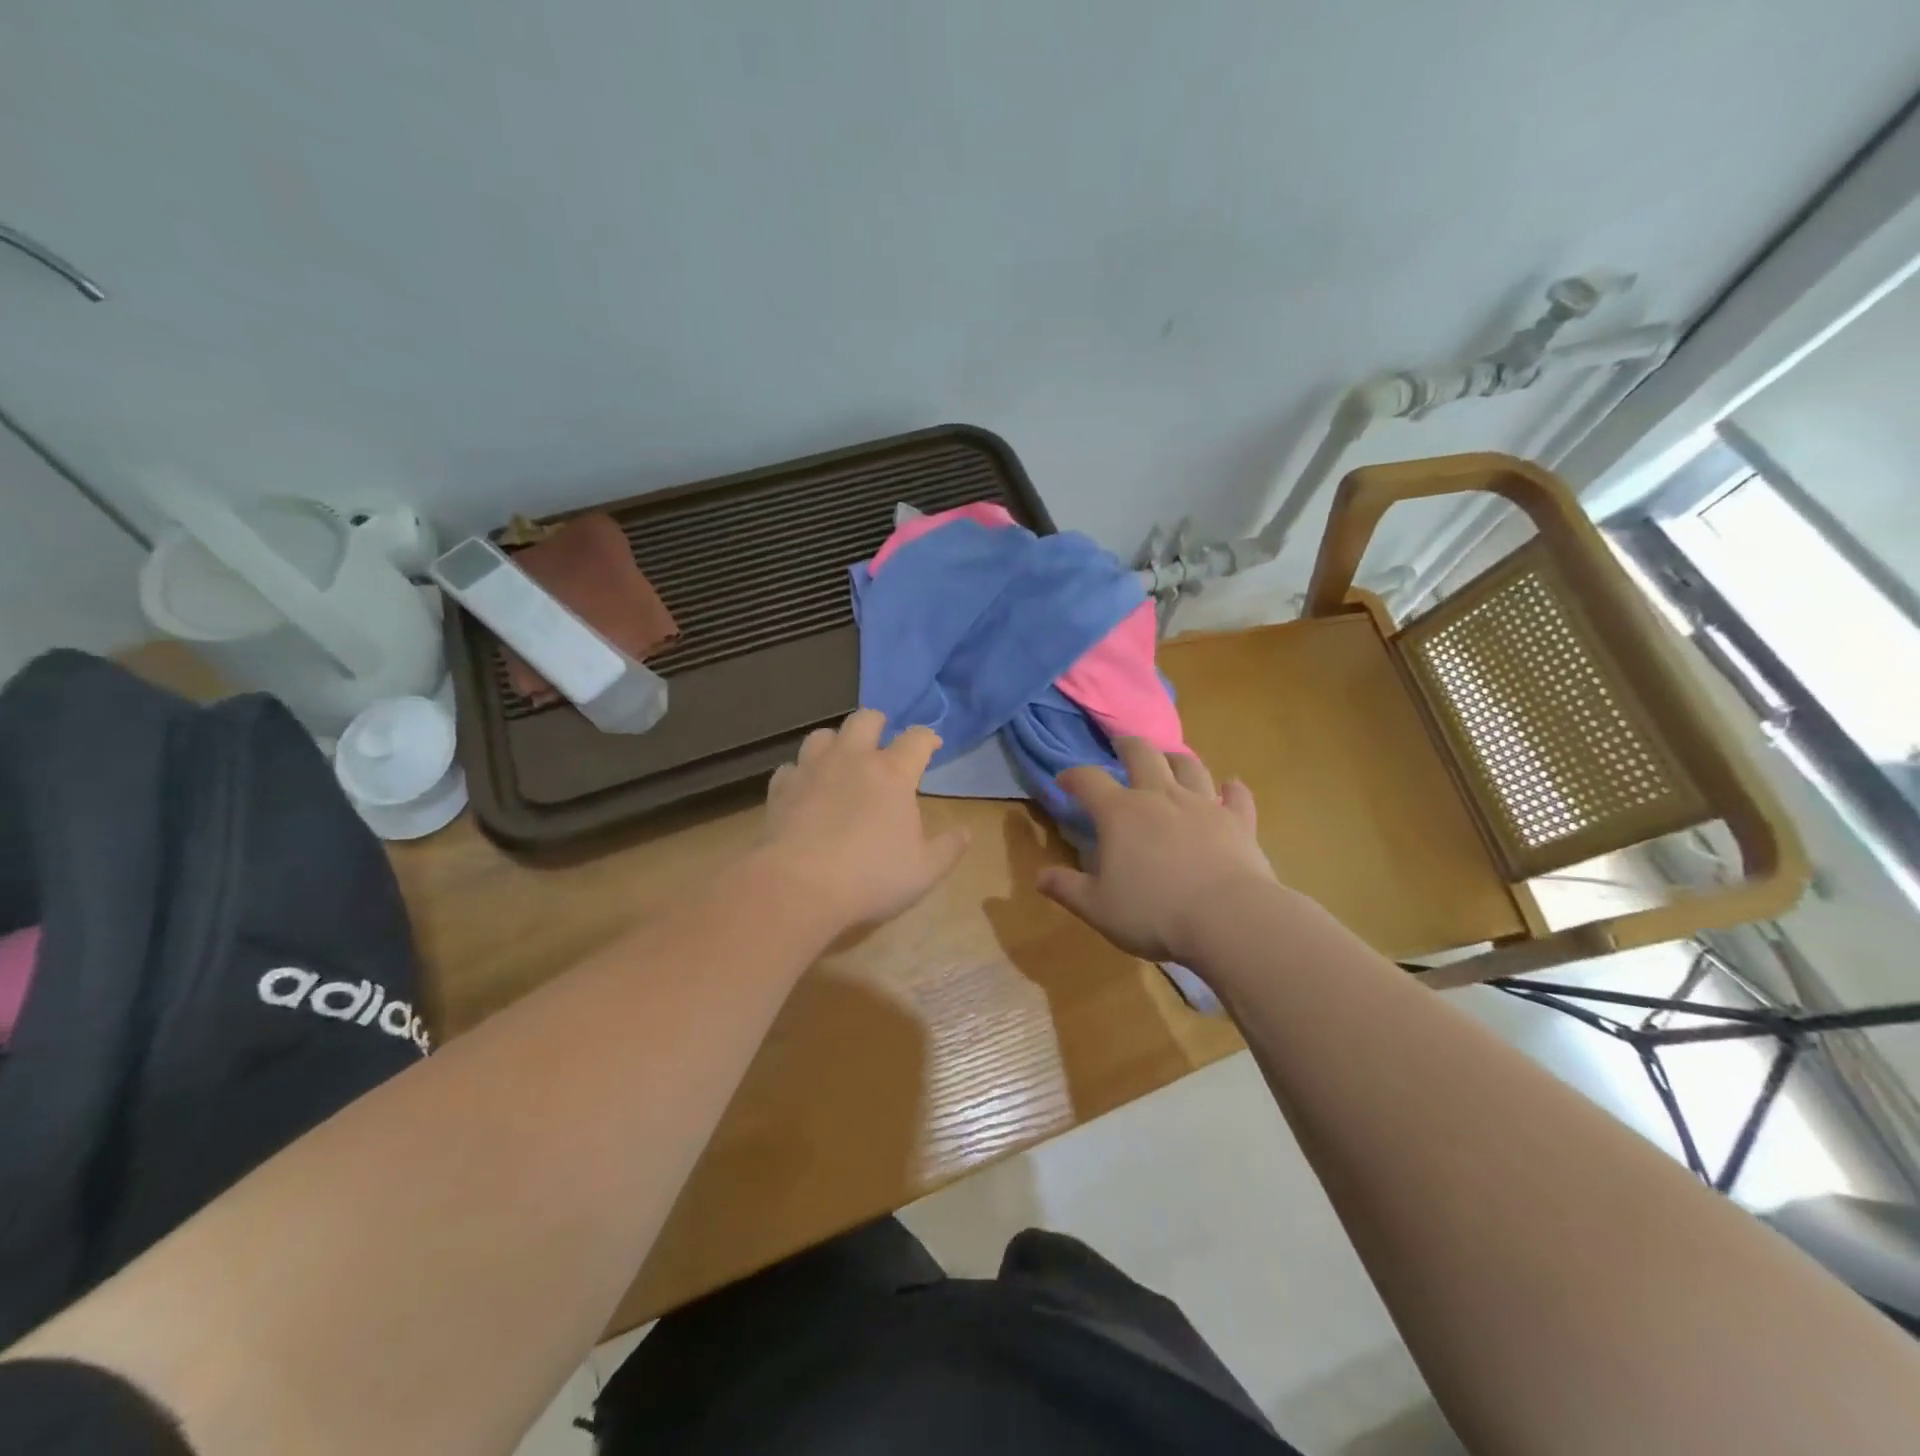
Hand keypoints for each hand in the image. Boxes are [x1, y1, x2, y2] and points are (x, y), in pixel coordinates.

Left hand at [754, 709, 969, 933]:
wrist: (798, 887)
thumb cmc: (871, 877)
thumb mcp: (924, 871)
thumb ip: (948, 848)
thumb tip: (966, 832)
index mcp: (893, 773)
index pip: (917, 738)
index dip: (928, 738)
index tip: (932, 745)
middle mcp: (852, 759)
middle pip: (866, 719)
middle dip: (878, 723)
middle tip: (883, 741)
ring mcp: (812, 769)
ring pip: (823, 734)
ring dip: (836, 742)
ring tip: (841, 760)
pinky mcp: (781, 788)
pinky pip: (791, 766)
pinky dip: (802, 772)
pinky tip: (806, 789)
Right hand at [1038, 738, 1277, 963]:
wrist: (1228, 918)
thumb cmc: (1154, 913)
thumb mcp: (1097, 908)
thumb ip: (1067, 888)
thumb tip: (1039, 876)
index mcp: (1120, 813)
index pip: (1088, 780)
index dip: (1073, 777)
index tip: (1064, 781)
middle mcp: (1160, 797)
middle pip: (1142, 755)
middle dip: (1127, 745)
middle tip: (1121, 744)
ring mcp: (1203, 805)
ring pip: (1189, 767)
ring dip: (1177, 758)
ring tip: (1170, 758)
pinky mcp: (1238, 822)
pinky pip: (1237, 796)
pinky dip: (1232, 789)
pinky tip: (1231, 786)